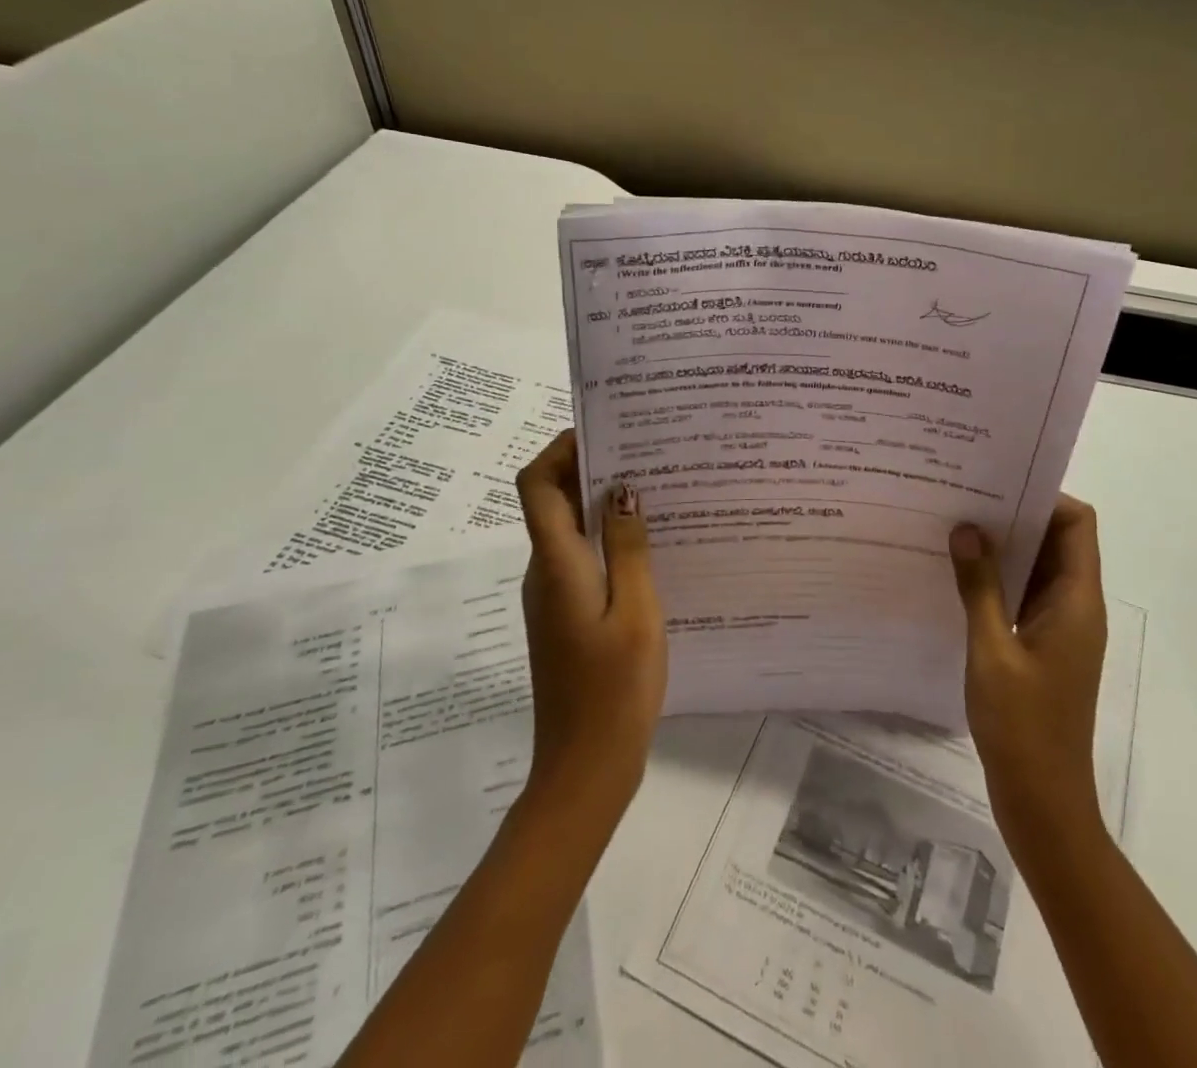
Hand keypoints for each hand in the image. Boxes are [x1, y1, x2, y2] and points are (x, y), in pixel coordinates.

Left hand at [515, 431, 666, 822]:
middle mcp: (545, 571)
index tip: (605, 427)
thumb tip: (623, 487)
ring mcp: (554, 595)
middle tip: (647, 450)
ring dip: (605, 503)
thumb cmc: (615, 688)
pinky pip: (583, 558)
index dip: (560, 448)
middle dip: (592, 467)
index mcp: (556, 563)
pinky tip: (654, 542)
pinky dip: (610, 538)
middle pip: (553, 500)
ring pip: (571, 529)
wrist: (586, 768)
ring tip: (659, 487)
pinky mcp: (567, 615)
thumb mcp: (635, 610)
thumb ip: (628, 546)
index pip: (537, 484)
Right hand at [949, 497, 1106, 854]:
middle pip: (1057, 540)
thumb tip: (967, 529)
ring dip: (1003, 548)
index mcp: (1076, 601)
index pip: (1077, 524)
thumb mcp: (992, 651)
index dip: (1044, 497)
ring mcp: (1059, 628)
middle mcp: (1075, 606)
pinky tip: (958, 577)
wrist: (1044, 803)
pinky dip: (998, 580)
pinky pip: (1024, 596)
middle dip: (1015, 516)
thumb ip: (980, 588)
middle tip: (963, 498)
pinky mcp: (1042, 647)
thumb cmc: (1023, 727)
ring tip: (954, 528)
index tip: (996, 484)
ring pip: (1038, 568)